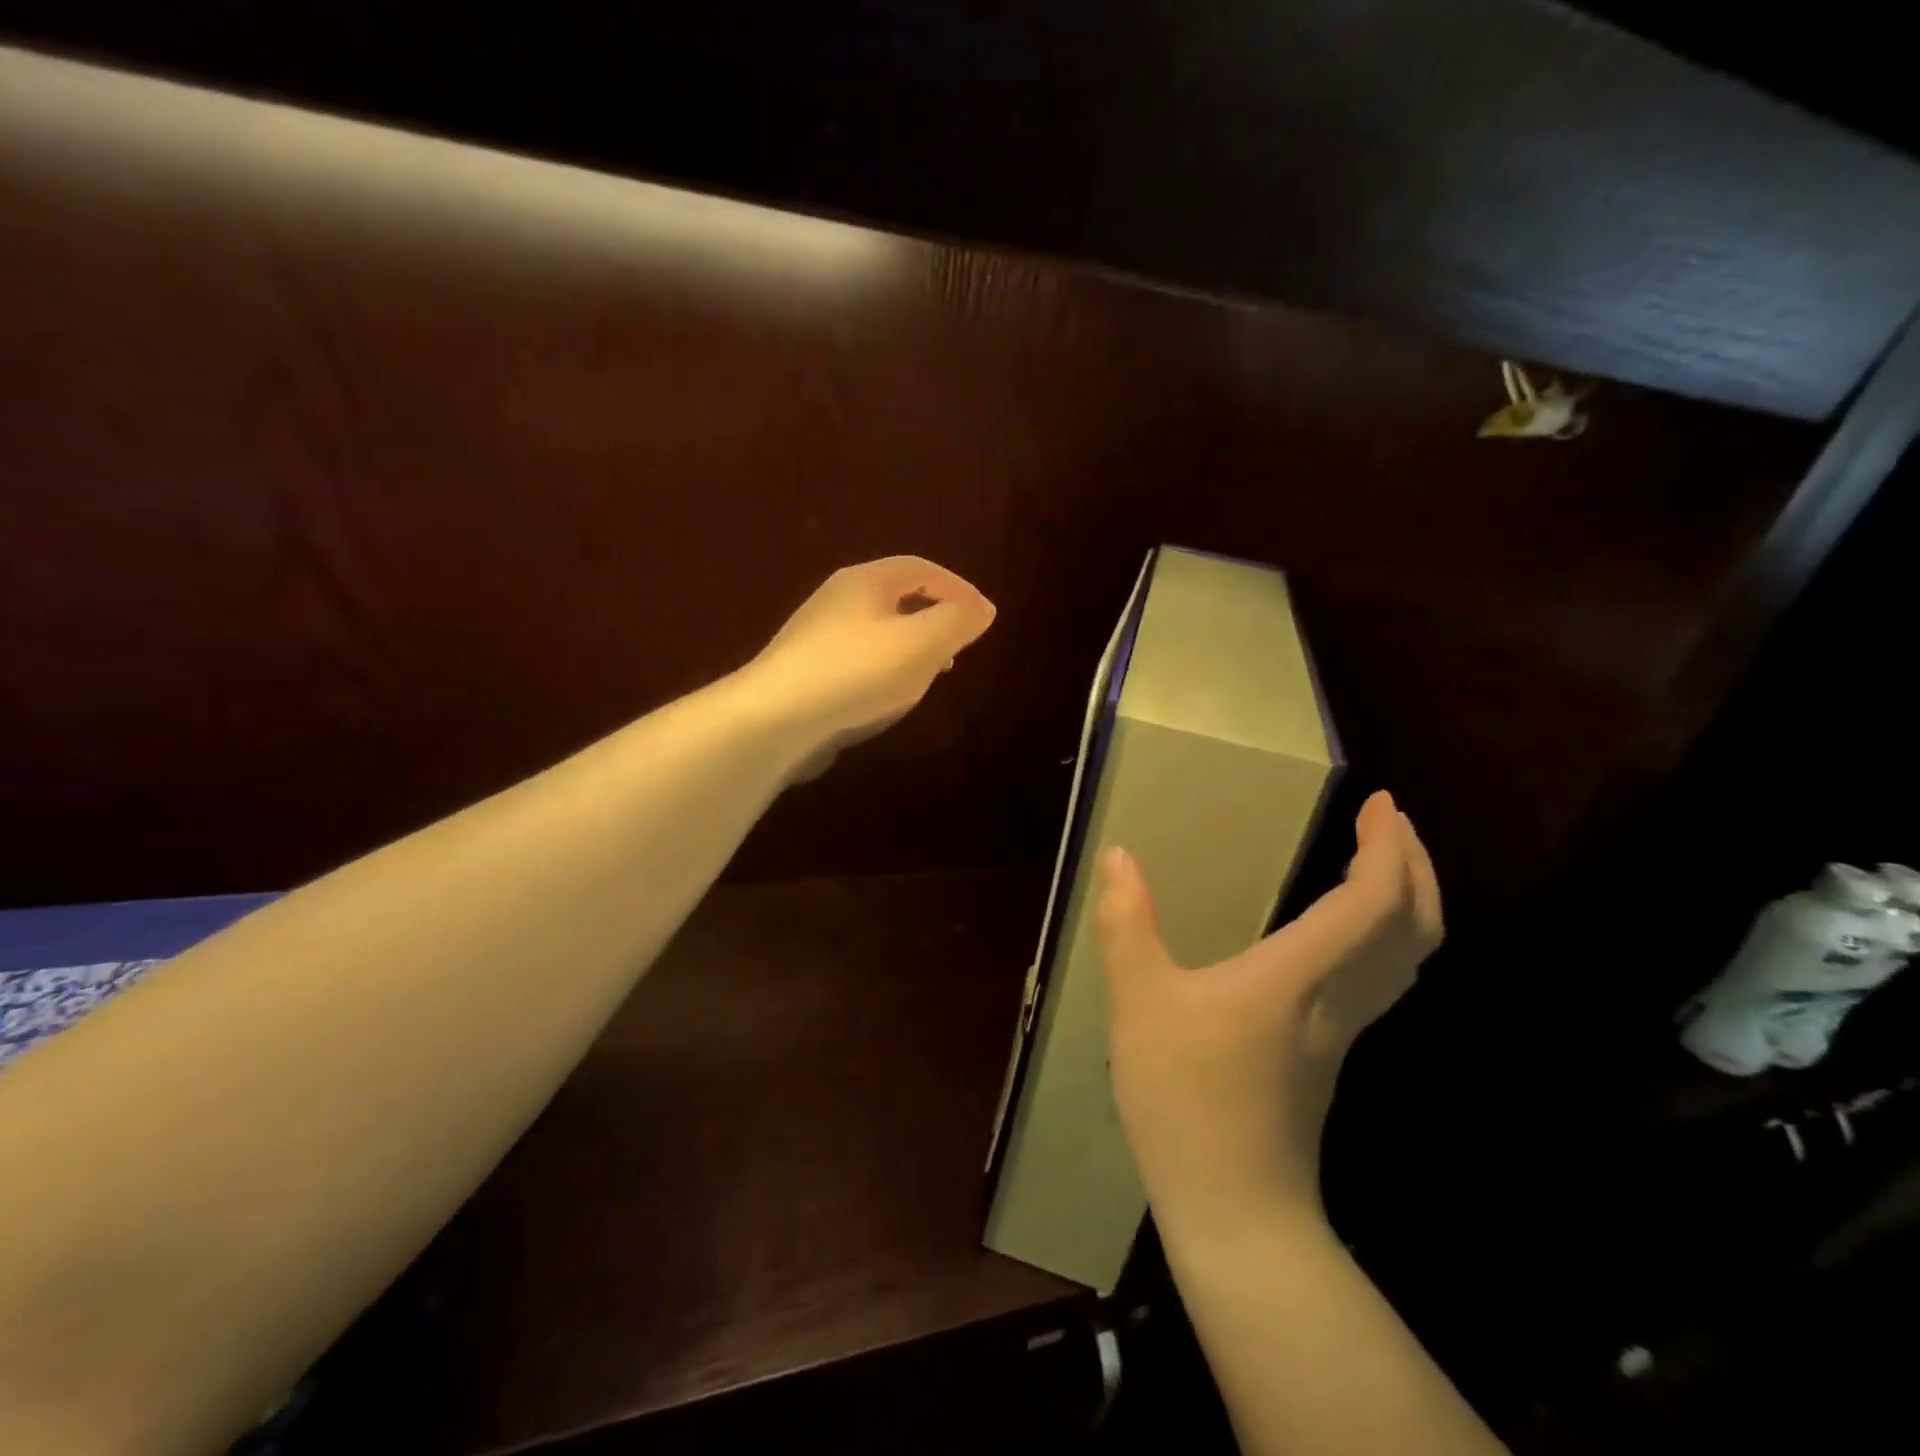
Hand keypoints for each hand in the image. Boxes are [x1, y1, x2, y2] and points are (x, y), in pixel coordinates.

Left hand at [744, 557, 996, 768]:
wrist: (774, 719)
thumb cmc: (856, 672)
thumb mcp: (921, 643)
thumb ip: (957, 622)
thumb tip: (982, 610)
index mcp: (866, 581)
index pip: (921, 568)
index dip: (958, 588)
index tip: (983, 618)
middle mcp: (838, 599)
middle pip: (897, 596)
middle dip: (935, 616)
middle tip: (959, 644)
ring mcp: (818, 636)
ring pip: (879, 630)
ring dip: (911, 646)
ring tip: (932, 673)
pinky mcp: (807, 671)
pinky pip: (859, 659)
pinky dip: (886, 668)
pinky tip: (889, 696)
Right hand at [1094, 791, 1442, 1236]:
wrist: (1235, 1210)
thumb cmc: (1186, 1099)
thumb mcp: (1140, 1004)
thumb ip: (1127, 926)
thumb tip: (1119, 857)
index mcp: (1300, 976)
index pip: (1373, 902)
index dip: (1387, 848)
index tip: (1380, 803)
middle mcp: (1339, 999)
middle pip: (1413, 929)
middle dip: (1415, 867)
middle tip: (1390, 824)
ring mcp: (1342, 1033)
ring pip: (1405, 960)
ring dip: (1409, 904)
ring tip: (1380, 865)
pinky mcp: (1329, 1056)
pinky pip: (1382, 981)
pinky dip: (1385, 940)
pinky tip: (1346, 936)